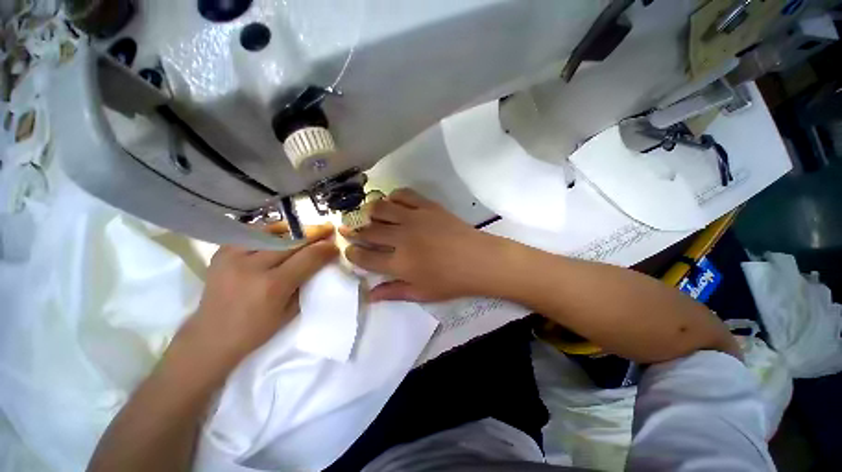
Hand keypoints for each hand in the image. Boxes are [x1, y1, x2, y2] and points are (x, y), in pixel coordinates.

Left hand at [179, 223, 337, 370]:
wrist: (210, 337)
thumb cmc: (256, 330)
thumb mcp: (290, 312)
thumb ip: (306, 283)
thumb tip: (320, 261)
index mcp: (273, 286)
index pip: (307, 258)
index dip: (325, 249)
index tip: (335, 245)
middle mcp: (252, 267)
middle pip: (292, 242)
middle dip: (314, 234)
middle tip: (328, 229)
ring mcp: (233, 257)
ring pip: (271, 232)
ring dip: (294, 230)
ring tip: (306, 229)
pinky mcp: (221, 253)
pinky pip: (251, 234)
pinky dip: (270, 231)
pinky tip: (281, 233)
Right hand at [341, 189, 508, 301]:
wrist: (479, 260)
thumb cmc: (451, 281)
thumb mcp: (422, 293)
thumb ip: (393, 292)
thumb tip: (369, 295)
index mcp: (399, 263)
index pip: (365, 257)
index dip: (353, 253)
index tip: (349, 250)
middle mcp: (401, 238)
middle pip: (368, 231)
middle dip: (355, 231)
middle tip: (350, 230)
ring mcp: (414, 218)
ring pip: (381, 208)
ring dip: (369, 212)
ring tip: (369, 216)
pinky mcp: (427, 206)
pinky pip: (404, 194)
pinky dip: (393, 197)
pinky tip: (393, 203)